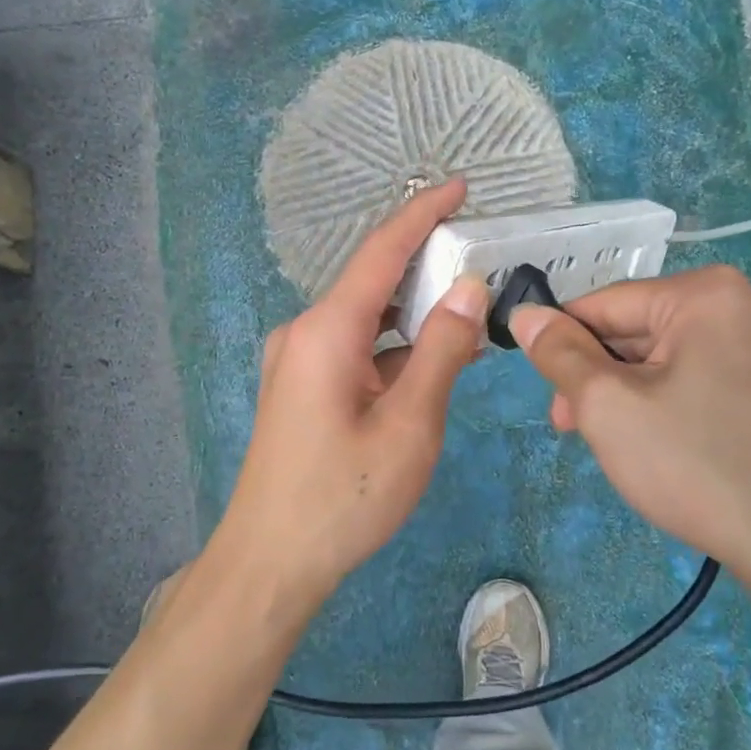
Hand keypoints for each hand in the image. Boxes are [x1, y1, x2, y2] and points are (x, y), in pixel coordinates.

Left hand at [221, 179, 486, 597]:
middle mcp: (305, 332)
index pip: (381, 252)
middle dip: (425, 264)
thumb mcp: (409, 425)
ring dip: (412, 311)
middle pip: (372, 281)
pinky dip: (393, 344)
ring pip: (365, 317)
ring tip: (466, 308)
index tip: (459, 187)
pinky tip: (429, 359)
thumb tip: (467, 288)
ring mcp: (297, 360)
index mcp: (327, 331)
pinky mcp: (300, 386)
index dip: (422, 214)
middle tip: (480, 257)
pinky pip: (354, 347)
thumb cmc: (344, 497)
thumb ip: (441, 351)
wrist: (270, 563)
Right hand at [508, 265, 750, 584]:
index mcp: (707, 293)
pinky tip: (663, 444)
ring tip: (616, 443)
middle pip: (641, 329)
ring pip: (672, 356)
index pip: (606, 304)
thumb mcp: (608, 406)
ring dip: (632, 392)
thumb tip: (526, 314)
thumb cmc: (697, 465)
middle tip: (575, 428)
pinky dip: (672, 402)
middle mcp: (748, 304)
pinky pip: (706, 377)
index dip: (563, 344)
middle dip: (600, 376)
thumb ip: (559, 354)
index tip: (547, 394)